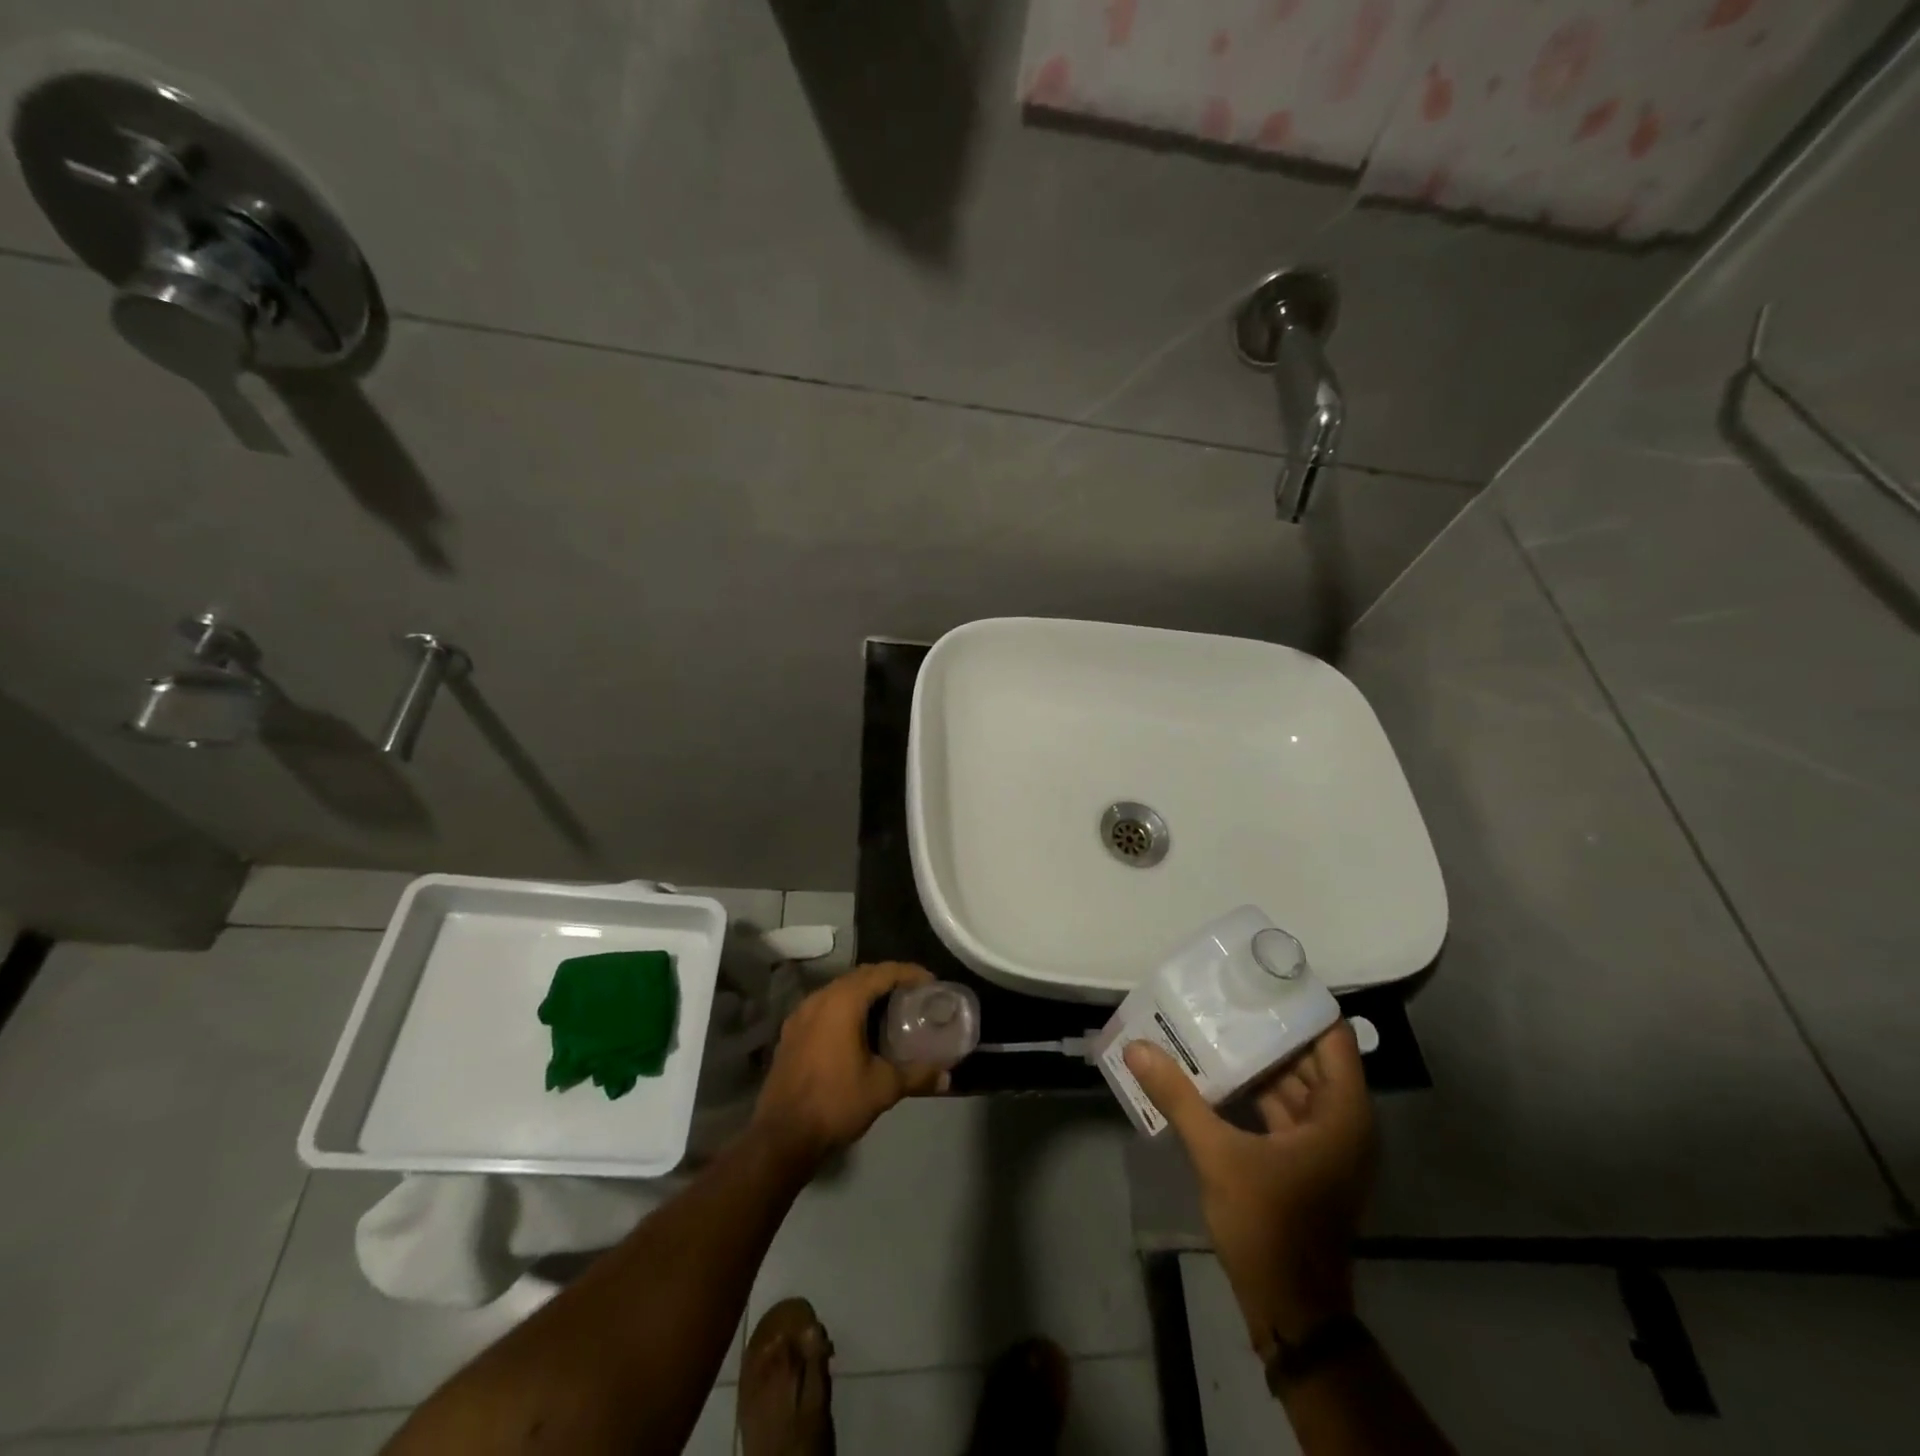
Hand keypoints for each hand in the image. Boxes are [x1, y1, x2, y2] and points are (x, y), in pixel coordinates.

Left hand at [751, 962, 944, 1170]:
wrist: (782, 1136)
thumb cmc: (836, 1103)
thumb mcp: (883, 1088)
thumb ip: (917, 1075)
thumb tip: (947, 1076)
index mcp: (843, 1002)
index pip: (882, 973)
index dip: (909, 973)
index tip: (931, 982)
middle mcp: (819, 998)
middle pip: (860, 976)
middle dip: (888, 979)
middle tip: (913, 993)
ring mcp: (801, 1014)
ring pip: (839, 989)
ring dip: (865, 992)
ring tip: (889, 1007)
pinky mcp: (791, 1032)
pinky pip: (824, 1006)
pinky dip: (845, 1006)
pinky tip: (857, 1028)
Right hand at [1125, 1022, 1373, 1353]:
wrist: (1291, 1311)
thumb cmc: (1269, 1226)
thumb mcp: (1219, 1156)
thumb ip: (1179, 1098)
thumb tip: (1137, 1048)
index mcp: (1342, 1115)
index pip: (1332, 1038)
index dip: (1301, 1005)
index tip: (1262, 978)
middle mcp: (1342, 1123)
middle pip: (1310, 1058)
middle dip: (1269, 1029)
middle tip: (1227, 996)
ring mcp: (1325, 1145)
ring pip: (1295, 1085)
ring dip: (1259, 1061)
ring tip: (1215, 1025)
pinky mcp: (1306, 1162)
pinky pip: (1283, 1110)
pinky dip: (1255, 1091)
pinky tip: (1216, 1074)